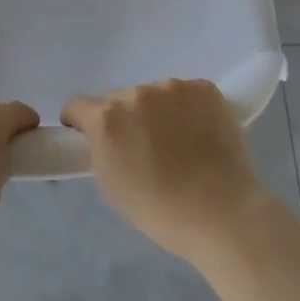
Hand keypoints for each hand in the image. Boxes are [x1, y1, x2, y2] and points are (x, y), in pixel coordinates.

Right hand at [62, 78, 267, 264]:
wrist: (221, 213)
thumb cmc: (159, 210)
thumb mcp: (110, 183)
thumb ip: (100, 148)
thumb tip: (104, 135)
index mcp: (108, 118)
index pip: (78, 105)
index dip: (80, 123)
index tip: (90, 138)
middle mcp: (137, 93)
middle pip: (117, 97)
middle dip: (122, 117)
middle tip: (140, 147)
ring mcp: (174, 87)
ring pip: (153, 93)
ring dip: (155, 111)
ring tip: (176, 142)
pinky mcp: (205, 88)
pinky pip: (185, 93)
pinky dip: (186, 108)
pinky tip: (198, 133)